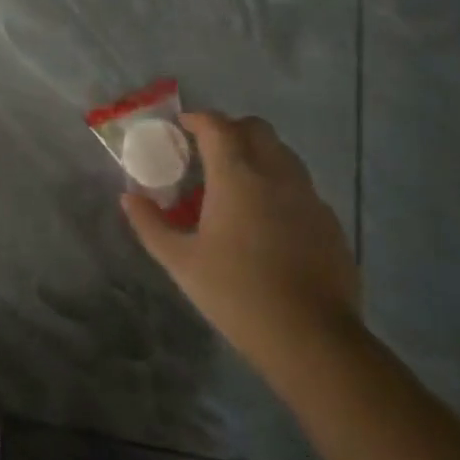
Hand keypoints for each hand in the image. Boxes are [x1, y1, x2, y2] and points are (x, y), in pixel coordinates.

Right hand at [122, 111, 361, 382]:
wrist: (312, 339)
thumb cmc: (236, 294)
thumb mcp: (181, 262)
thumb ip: (150, 225)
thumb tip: (129, 198)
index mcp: (236, 176)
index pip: (217, 126)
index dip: (198, 119)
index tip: (182, 126)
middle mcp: (275, 174)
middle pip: (256, 128)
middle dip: (231, 129)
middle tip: (209, 150)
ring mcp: (309, 197)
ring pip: (284, 154)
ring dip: (259, 154)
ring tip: (238, 183)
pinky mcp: (330, 223)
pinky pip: (302, 187)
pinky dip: (281, 186)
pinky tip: (269, 220)